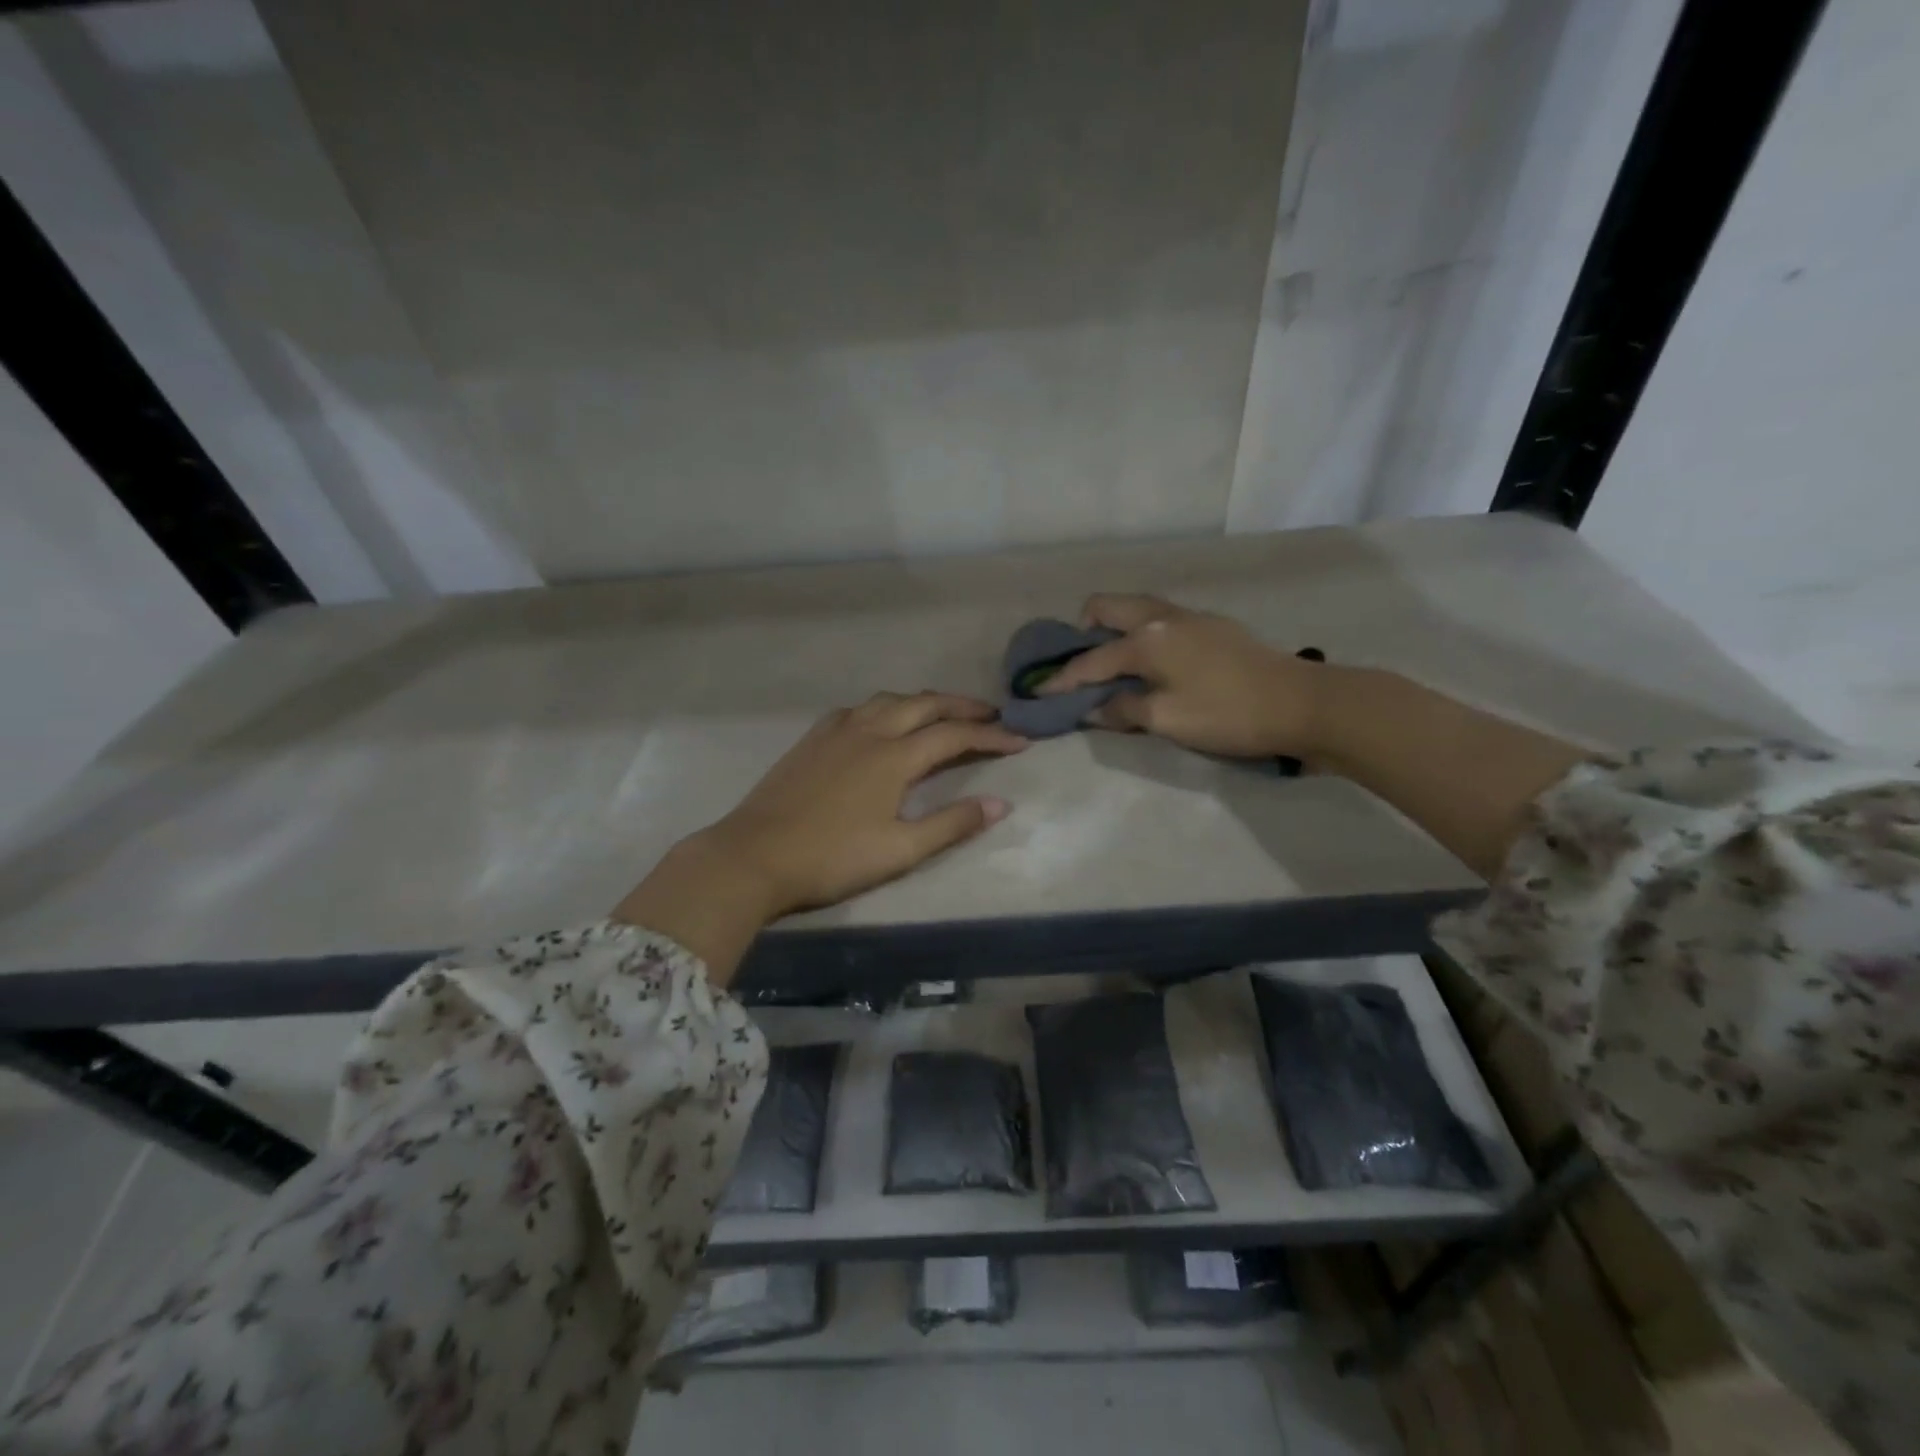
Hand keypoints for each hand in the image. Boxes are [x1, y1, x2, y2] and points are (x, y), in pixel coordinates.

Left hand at [614, 692, 1024, 979]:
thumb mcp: (899, 850)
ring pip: (889, 699)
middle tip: (991, 716)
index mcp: (893, 756)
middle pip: (924, 704)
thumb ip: (952, 824)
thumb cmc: (831, 858)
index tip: (1020, 742)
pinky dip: (885, 707)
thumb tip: (1000, 804)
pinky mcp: (812, 739)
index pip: (954, 736)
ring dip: (923, 702)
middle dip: (962, 707)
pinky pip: (859, 708)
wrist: (753, 856)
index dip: (991, 737)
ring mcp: (836, 731)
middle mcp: (868, 731)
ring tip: (943, 714)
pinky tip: (882, 722)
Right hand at [1038, 594, 1322, 757]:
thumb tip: (1093, 709)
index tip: (1037, 694)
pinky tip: (1152, 663)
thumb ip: (1123, 710)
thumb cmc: (1226, 714)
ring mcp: (1190, 616)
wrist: (1302, 703)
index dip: (1061, 680)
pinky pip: (1159, 618)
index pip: (1091, 660)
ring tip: (1112, 663)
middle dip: (1083, 632)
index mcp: (1147, 639)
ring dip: (1114, 629)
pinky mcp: (1212, 625)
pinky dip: (1141, 633)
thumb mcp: (1167, 720)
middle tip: (1080, 666)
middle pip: (1107, 607)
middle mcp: (1162, 616)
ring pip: (1136, 608)